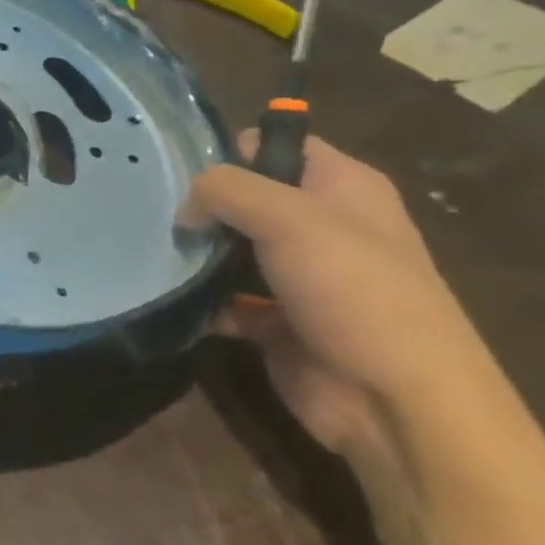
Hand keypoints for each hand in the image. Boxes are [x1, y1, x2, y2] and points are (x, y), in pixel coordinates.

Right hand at [185, 133, 508, 482]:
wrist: (394, 399)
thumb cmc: (354, 291)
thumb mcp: (289, 218)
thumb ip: (226, 191)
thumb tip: (185, 208)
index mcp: (342, 188)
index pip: (277, 144)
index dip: (231, 150)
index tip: (180, 169)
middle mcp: (321, 226)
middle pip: (245, 198)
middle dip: (201, 205)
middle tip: (156, 214)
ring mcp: (298, 277)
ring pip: (229, 249)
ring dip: (194, 254)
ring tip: (150, 252)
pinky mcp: (276, 321)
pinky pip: (225, 300)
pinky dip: (199, 301)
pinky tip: (169, 297)